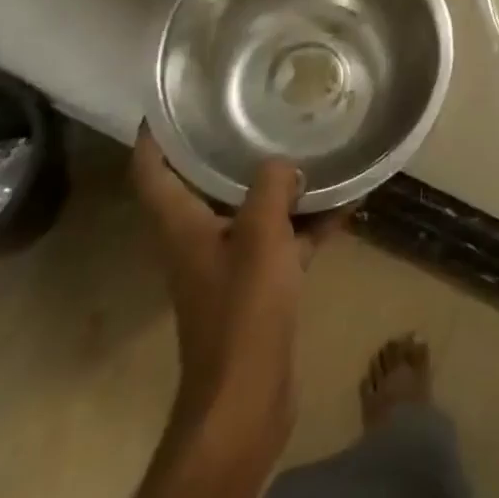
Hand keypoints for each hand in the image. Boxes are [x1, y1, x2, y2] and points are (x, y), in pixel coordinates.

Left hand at [130, 126, 348, 432]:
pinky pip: (283, 238)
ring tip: (311, 145)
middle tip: (256, 106)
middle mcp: (199, 238)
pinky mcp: (258, 286)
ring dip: (278, 184)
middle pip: (204, 182)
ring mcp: (229, 263)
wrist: (247, 399)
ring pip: (251, 209)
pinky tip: (346, 201)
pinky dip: (308, 221)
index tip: (173, 98)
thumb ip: (271, 187)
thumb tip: (285, 163)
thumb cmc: (243, 310)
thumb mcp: (260, 236)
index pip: (152, 170)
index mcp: (182, 225)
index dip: (155, 133)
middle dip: (227, 146)